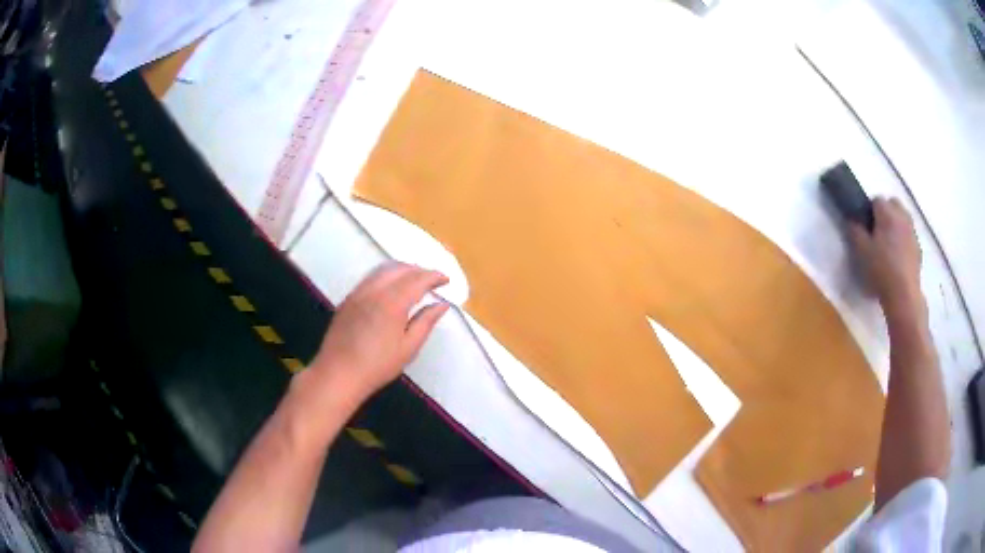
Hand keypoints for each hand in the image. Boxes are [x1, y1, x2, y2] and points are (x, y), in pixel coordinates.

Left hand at [307, 262, 449, 403]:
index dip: (434, 276)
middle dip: (419, 270)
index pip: (417, 279)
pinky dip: (386, 275)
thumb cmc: (377, 366)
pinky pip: (370, 277)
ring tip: (414, 280)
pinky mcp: (348, 299)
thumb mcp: (408, 348)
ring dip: (402, 269)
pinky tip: (391, 287)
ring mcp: (358, 292)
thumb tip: (442, 305)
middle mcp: (374, 290)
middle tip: (433, 280)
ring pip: (383, 269)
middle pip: (400, 269)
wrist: (338, 373)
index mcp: (392, 302)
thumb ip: (425, 322)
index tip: (446, 280)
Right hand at [848, 197, 923, 318]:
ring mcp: (912, 232)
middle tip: (877, 231)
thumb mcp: (861, 251)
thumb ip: (855, 231)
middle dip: (886, 212)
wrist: (904, 295)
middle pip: (893, 204)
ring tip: (888, 244)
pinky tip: (898, 258)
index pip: (876, 199)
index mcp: (887, 213)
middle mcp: (902, 216)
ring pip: (903, 218)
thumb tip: (852, 220)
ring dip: (896, 224)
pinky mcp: (918, 249)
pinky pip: (909, 235)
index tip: (865, 225)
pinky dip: (903, 240)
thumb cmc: (881, 270)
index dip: (869, 210)